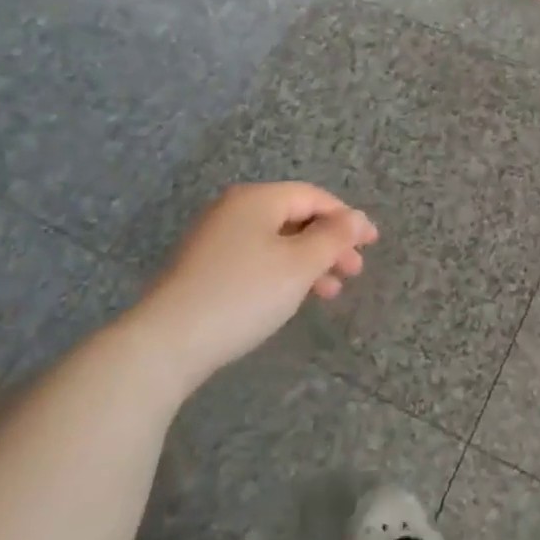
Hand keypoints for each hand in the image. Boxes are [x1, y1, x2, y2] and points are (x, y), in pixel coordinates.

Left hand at [123, 182, 377, 394]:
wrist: (166, 343)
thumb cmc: (243, 294)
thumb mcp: (299, 265)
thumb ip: (334, 237)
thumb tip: (357, 217)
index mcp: (257, 199)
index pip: (314, 197)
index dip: (347, 218)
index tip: (372, 244)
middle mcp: (235, 209)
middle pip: (296, 217)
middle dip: (330, 243)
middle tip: (354, 271)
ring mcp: (216, 238)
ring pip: (277, 241)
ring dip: (309, 262)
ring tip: (330, 292)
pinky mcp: (205, 267)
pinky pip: (257, 258)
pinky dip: (283, 272)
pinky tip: (293, 297)